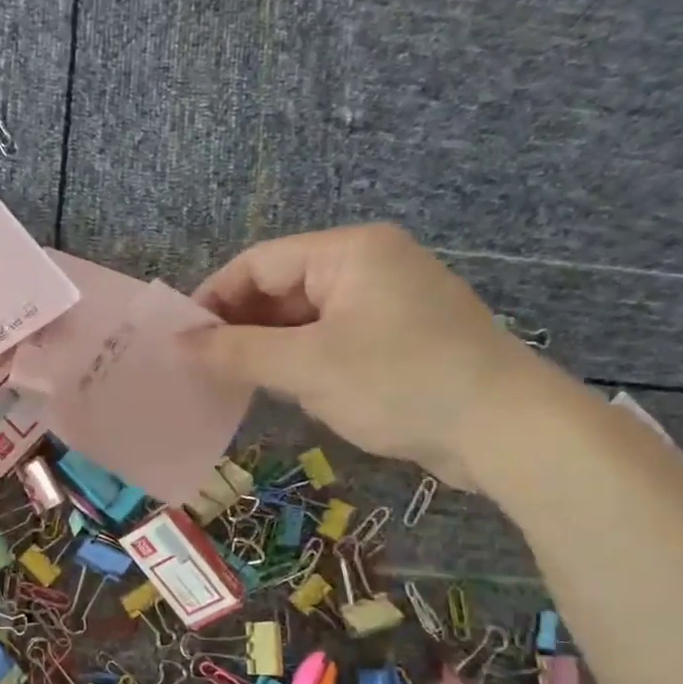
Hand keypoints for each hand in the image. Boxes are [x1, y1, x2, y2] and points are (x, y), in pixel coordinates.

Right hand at [186, 224, 550, 488]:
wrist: (506, 432)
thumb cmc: (399, 383)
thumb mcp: (307, 367)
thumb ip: (236, 352)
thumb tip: (176, 345)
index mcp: (350, 252)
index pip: (259, 263)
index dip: (214, 299)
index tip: (180, 341)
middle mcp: (370, 265)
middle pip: (282, 287)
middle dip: (240, 327)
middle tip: (201, 367)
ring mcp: (388, 302)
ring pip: (304, 318)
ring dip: (268, 348)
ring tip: (233, 383)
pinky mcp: (399, 338)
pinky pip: (331, 339)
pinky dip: (301, 361)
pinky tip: (284, 391)